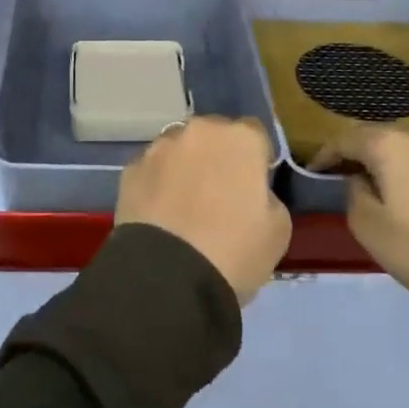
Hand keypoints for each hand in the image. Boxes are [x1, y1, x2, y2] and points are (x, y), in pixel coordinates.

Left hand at [115, 117, 290, 304]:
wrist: (167, 277)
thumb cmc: (234, 251)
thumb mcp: (278, 230)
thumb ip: (268, 197)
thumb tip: (251, 192)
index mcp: (241, 138)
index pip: (255, 135)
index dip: (256, 160)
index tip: (253, 187)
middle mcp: (199, 130)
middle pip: (214, 135)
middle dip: (217, 156)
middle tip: (219, 195)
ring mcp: (160, 147)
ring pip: (179, 149)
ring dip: (184, 166)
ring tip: (183, 205)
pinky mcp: (130, 168)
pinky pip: (152, 170)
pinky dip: (157, 184)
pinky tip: (159, 214)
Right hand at [314, 127, 408, 299]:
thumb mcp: (369, 229)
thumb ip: (354, 195)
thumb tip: (359, 179)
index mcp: (390, 146)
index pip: (346, 138)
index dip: (327, 153)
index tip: (316, 170)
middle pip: (383, 138)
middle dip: (364, 154)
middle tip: (351, 176)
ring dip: (401, 160)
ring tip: (394, 182)